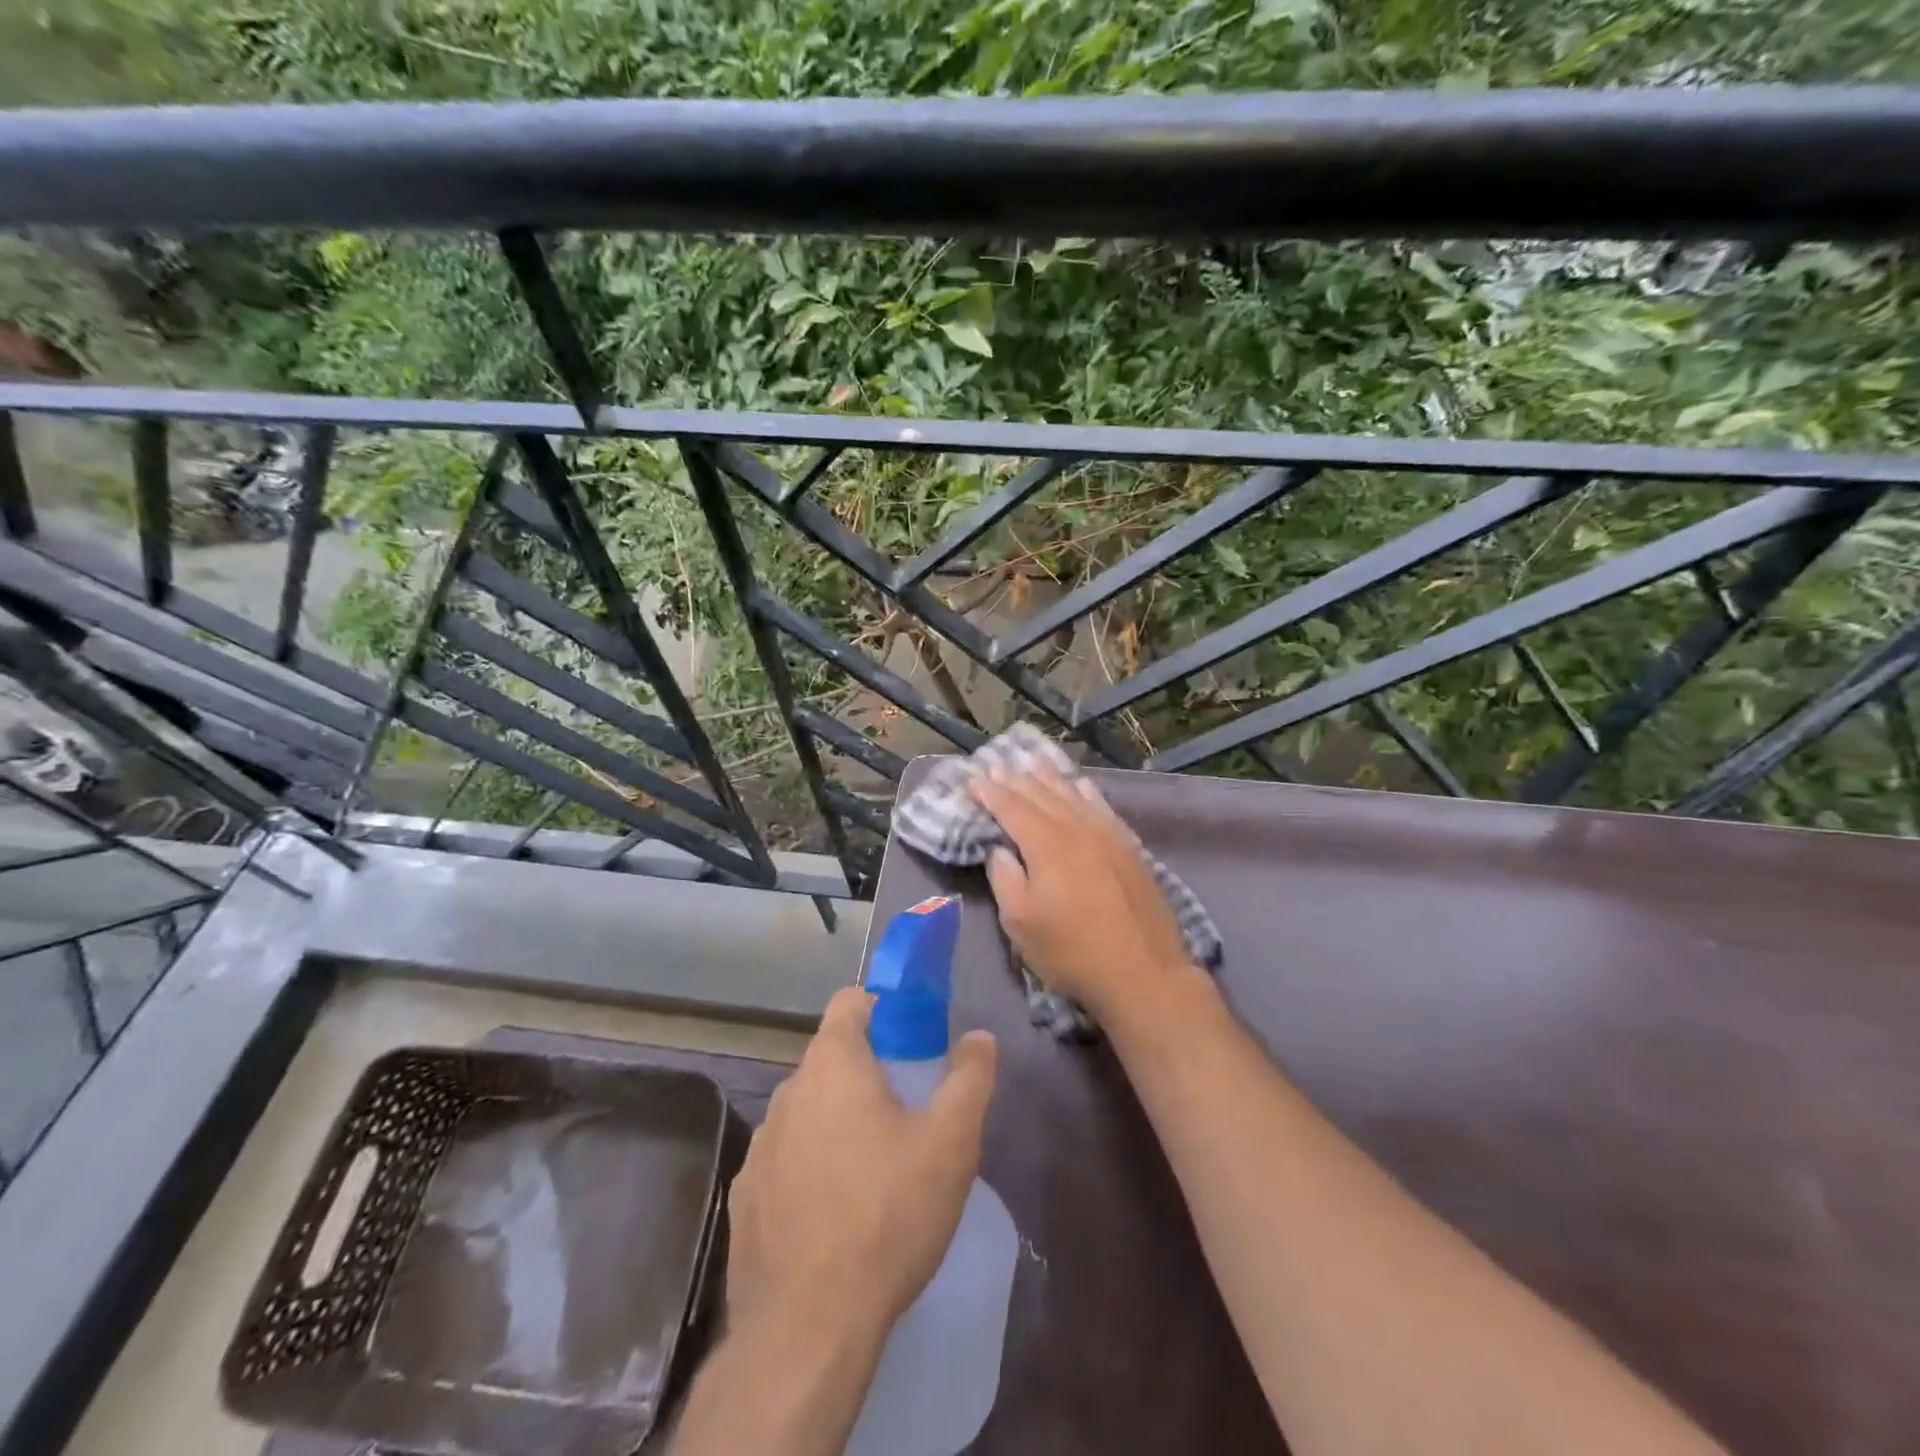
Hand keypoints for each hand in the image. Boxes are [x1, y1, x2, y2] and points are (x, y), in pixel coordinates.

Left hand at [725, 987, 997, 1345]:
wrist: (807, 1328)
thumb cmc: (887, 1216)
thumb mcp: (950, 1143)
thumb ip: (970, 1079)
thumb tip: (979, 1037)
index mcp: (833, 1065)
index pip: (850, 1002)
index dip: (882, 1008)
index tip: (910, 1038)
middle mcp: (788, 1092)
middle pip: (830, 1058)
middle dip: (867, 1072)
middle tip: (905, 1113)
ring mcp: (760, 1145)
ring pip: (807, 1110)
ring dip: (836, 1121)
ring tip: (872, 1170)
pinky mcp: (745, 1196)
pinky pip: (785, 1159)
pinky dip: (808, 1167)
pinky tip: (833, 1215)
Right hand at [969, 763, 1198, 1023]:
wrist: (1143, 971)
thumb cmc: (1071, 951)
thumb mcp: (1021, 923)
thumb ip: (1005, 878)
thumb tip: (999, 849)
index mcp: (1046, 844)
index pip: (1011, 808)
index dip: (989, 792)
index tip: (972, 779)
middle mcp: (1076, 828)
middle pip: (1041, 794)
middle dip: (1015, 780)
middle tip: (995, 766)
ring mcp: (1107, 834)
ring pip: (1072, 795)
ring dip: (1048, 778)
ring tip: (1031, 764)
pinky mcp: (1129, 846)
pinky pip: (1101, 806)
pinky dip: (1085, 791)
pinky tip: (1080, 785)